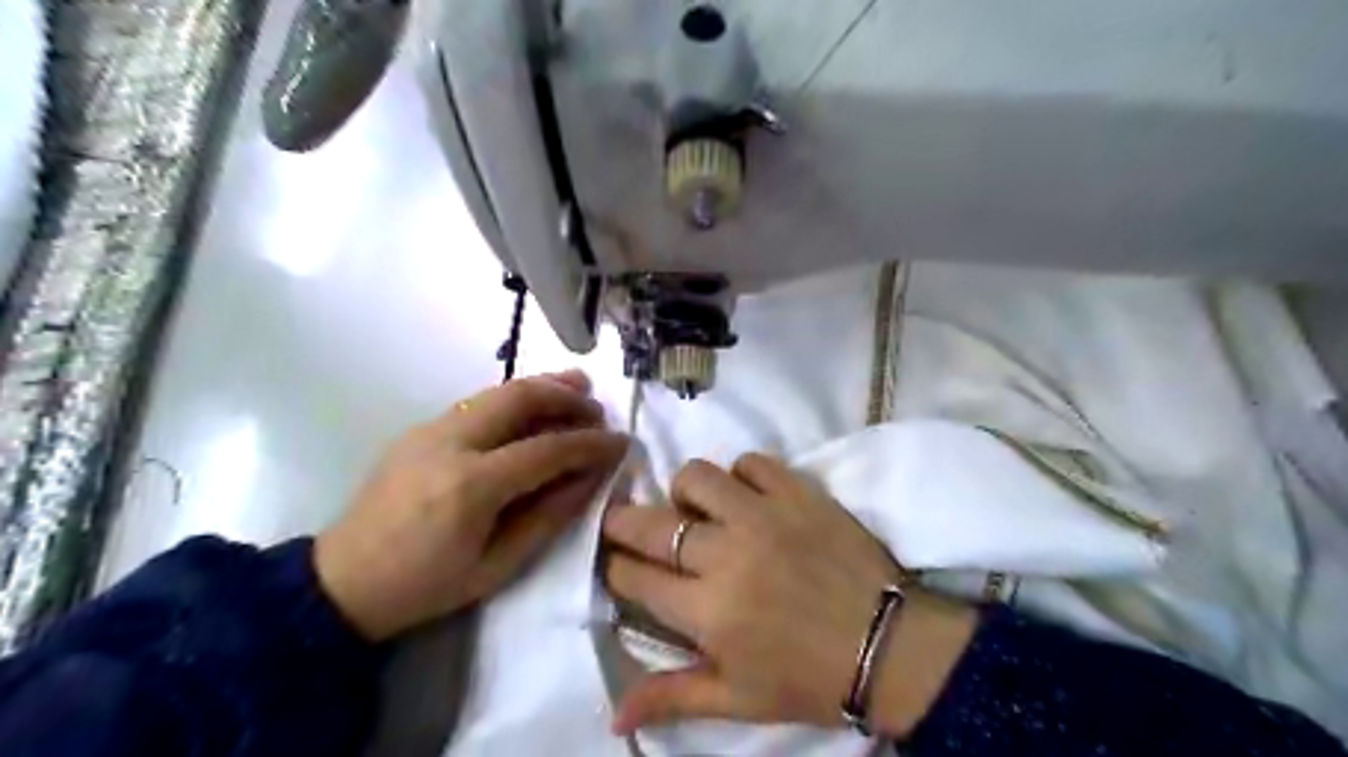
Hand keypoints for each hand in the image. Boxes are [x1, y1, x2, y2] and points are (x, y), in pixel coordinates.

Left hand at [316, 369, 627, 639]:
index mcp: (471, 486)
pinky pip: (478, 402)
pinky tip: (532, 407)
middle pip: (519, 399)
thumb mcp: (498, 566)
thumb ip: (549, 516)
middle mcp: (450, 443)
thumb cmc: (427, 586)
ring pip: (497, 391)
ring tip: (577, 388)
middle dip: (566, 396)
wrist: (341, 584)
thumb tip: (591, 478)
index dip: (590, 444)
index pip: (546, 449)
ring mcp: (430, 429)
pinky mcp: (419, 429)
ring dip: (541, 387)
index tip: (622, 442)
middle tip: (597, 406)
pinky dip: (514, 397)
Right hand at [607, 454, 974, 737]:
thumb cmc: (808, 679)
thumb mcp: (737, 699)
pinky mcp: (797, 493)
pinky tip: (748, 496)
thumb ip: (672, 697)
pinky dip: (742, 475)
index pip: (633, 577)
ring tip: (698, 511)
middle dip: (622, 520)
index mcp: (706, 611)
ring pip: (696, 476)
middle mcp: (725, 555)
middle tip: (625, 522)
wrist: (889, 646)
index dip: (613, 566)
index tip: (614, 561)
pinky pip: (752, 462)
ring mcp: (763, 516)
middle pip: (650, 523)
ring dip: (686, 492)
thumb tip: (612, 715)